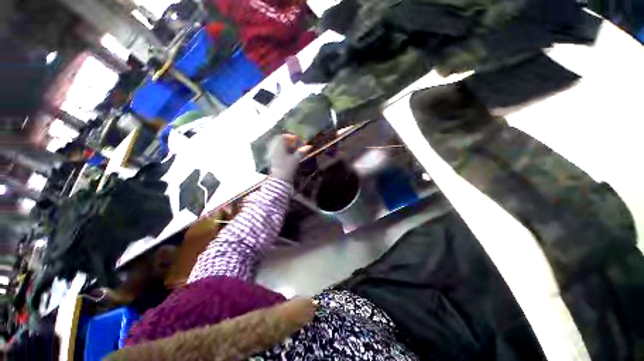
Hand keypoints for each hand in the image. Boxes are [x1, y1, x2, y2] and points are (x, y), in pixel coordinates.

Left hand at [268, 134, 311, 182]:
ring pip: (283, 149)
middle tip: (300, 145)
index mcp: (279, 147)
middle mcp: (276, 150)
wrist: (280, 180)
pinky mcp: (276, 162)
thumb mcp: (295, 159)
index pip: (283, 137)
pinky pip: (282, 154)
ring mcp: (275, 156)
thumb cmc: (287, 168)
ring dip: (290, 148)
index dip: (291, 136)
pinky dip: (288, 153)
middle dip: (292, 143)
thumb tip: (309, 146)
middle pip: (283, 143)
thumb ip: (302, 151)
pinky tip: (293, 157)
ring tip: (298, 151)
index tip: (299, 139)